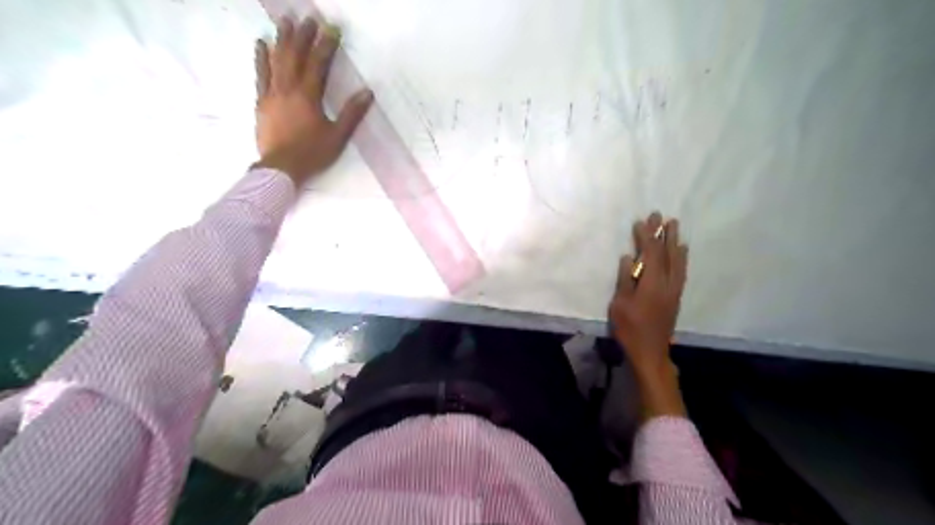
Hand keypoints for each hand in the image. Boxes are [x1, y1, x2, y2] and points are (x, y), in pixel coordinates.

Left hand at [254, 17, 373, 185]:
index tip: (332, 29)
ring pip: (277, 60)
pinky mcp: (262, 102)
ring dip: (282, 39)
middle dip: (303, 36)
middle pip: (295, 56)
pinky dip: (260, 58)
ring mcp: (272, 93)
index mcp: (308, 96)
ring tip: (286, 21)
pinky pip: (260, 75)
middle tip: (308, 18)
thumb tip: (367, 92)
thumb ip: (352, 113)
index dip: (326, 45)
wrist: (281, 167)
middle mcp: (288, 88)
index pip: (318, 64)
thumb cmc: (312, 153)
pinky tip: (261, 44)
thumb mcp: (338, 136)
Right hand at [612, 212, 689, 420]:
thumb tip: (629, 258)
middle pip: (667, 253)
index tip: (642, 221)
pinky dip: (681, 258)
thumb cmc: (630, 328)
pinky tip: (682, 252)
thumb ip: (625, 280)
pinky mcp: (676, 297)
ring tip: (675, 227)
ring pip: (678, 261)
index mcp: (652, 283)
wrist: (650, 352)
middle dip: (663, 233)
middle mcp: (667, 283)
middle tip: (661, 216)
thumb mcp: (620, 304)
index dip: (646, 236)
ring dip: (675, 242)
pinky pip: (682, 271)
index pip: (651, 254)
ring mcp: (674, 290)